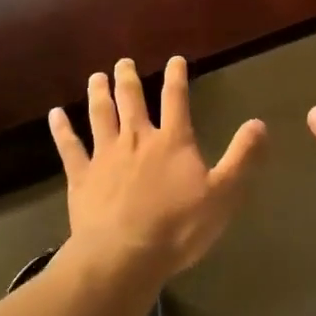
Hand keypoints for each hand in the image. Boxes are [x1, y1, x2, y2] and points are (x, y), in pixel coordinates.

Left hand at [49, 56, 264, 282]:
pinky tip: (55, 115)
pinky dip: (62, 129)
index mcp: (172, 141)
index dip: (176, 78)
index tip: (175, 60)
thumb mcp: (223, 194)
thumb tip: (259, 123)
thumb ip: (242, 157)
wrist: (124, 255)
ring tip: (96, 77)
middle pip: (132, 100)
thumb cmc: (178, 227)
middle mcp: (137, 139)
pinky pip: (69, 147)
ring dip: (99, 94)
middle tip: (123, 62)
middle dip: (128, 78)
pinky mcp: (81, 177)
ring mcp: (105, 156)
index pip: (176, 100)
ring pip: (100, 115)